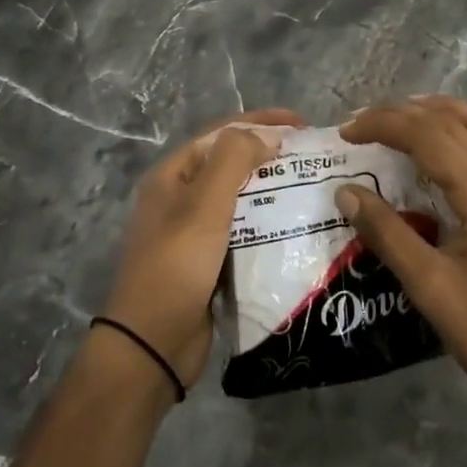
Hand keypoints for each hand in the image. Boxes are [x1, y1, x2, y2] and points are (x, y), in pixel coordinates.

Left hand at [103, 108, 303, 386]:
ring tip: (312, 188)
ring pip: (240, 198)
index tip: (303, 124)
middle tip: (313, 157)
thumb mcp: (204, 204)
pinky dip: (268, 223)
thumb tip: (268, 134)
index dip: (261, 122)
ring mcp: (194, 231)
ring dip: (272, 189)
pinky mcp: (209, 261)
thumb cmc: (177, 265)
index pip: (221, 133)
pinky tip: (296, 226)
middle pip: (231, 163)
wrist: (152, 344)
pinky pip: (244, 230)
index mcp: (173, 175)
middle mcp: (180, 197)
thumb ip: (234, 160)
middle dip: (270, 154)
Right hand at [337, 96, 466, 410]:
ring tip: (409, 112)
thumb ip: (387, 233)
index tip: (345, 133)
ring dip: (446, 113)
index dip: (385, 125)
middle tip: (363, 122)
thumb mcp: (428, 284)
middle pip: (454, 125)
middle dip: (405, 115)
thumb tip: (346, 191)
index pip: (429, 137)